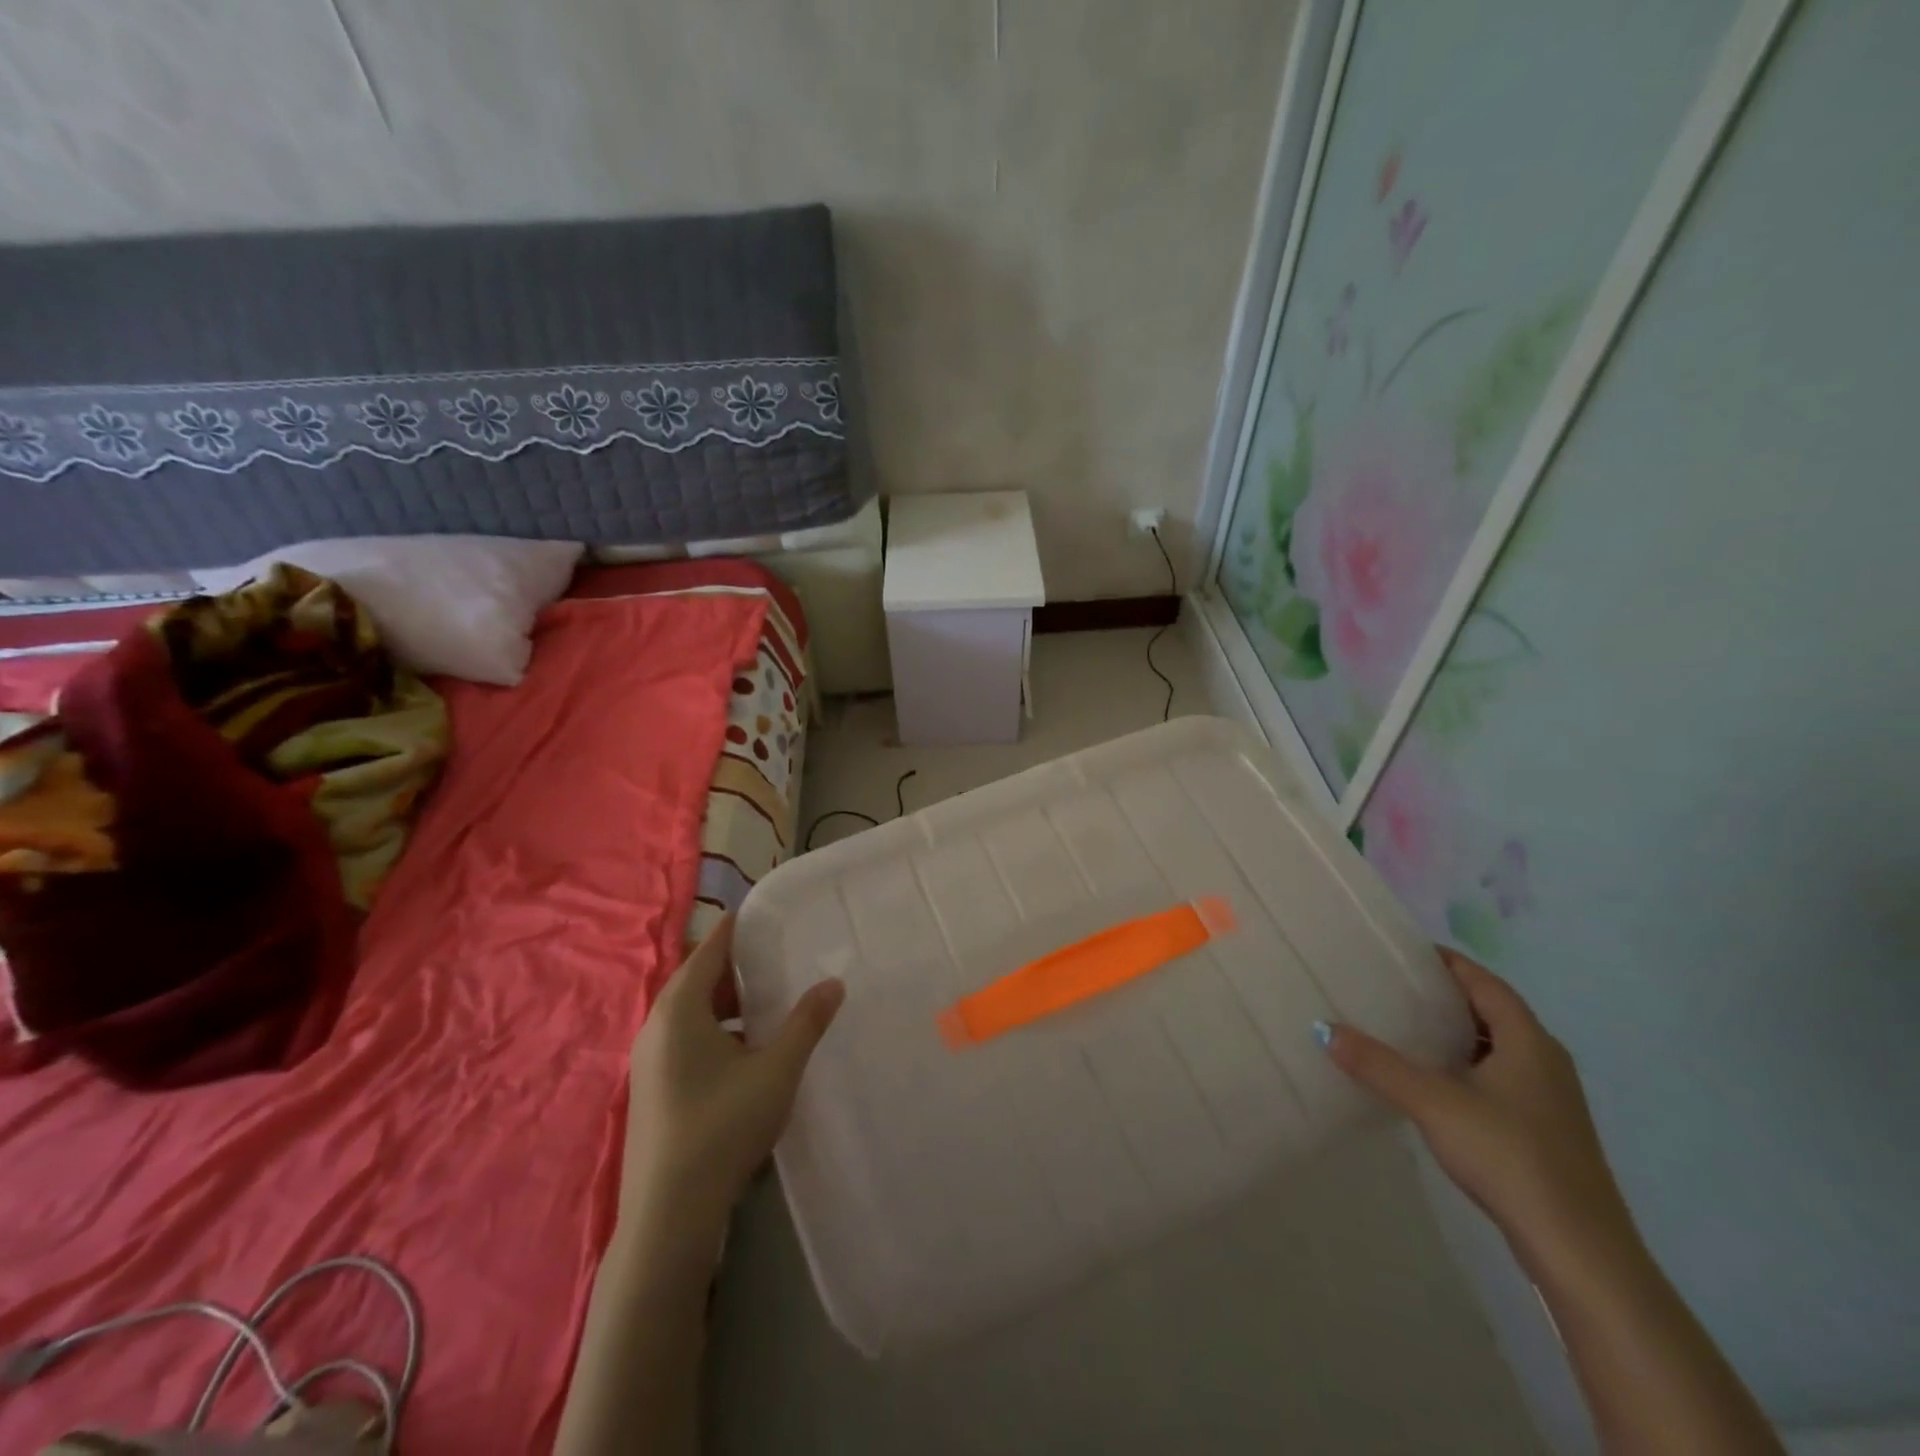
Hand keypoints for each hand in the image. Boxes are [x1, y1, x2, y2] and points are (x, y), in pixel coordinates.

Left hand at [621, 913, 845, 1240]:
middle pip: (697, 980)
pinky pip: (684, 1040)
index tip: (761, 912)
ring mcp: (648, 1062)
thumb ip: (806, 1022)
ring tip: (767, 1007)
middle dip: (735, 969)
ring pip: (690, 1014)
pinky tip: (745, 1055)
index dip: (735, 928)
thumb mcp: (777, 1069)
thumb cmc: (723, 1126)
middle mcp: (656, 1027)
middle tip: (776, 961)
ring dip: (726, 1005)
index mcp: (679, 1009)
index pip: (708, 950)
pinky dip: (714, 1032)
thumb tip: (834, 982)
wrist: (668, 1216)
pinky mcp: (651, 1090)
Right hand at [1325, 948, 1634, 1271]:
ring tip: (1403, 1026)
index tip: (1402, 952)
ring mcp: (1549, 1097)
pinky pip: (1499, 1075)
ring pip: (1495, 1046)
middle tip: (1392, 986)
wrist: (1579, 1250)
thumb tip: (1324, 1029)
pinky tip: (1432, 1080)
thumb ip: (1379, 1065)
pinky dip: (1464, 1064)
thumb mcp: (1434, 1104)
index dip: (1446, 962)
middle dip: (1444, 995)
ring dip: (1454, 1032)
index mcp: (1529, 1040)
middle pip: (1491, 1010)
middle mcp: (1545, 1059)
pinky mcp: (1544, 1128)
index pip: (1484, 982)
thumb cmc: (1510, 1156)